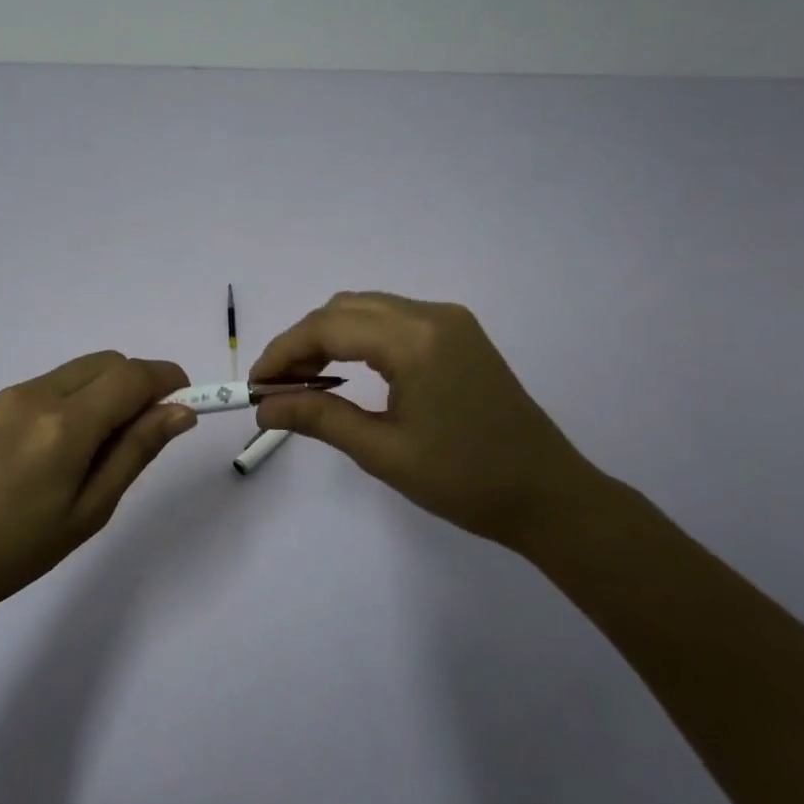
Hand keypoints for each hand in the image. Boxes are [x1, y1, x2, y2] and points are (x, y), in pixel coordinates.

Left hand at [0, 352, 195, 620]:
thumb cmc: (17, 550)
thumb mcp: (89, 510)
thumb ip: (136, 451)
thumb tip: (180, 411)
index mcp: (64, 424)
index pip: (132, 375)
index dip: (168, 379)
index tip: (188, 402)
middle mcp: (38, 394)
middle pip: (109, 362)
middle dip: (141, 383)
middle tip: (150, 431)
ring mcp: (13, 395)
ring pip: (82, 370)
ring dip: (111, 389)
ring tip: (109, 445)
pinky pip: (56, 383)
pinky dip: (82, 396)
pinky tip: (73, 444)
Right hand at [251, 292, 609, 548]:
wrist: (548, 495)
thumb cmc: (465, 481)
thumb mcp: (382, 452)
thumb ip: (318, 418)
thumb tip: (263, 408)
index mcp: (416, 340)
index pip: (328, 326)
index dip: (283, 351)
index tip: (255, 385)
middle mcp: (432, 315)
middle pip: (344, 308)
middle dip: (302, 341)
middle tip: (276, 387)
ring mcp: (450, 320)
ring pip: (367, 309)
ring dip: (329, 337)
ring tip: (304, 382)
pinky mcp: (459, 334)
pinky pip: (392, 320)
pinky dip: (359, 338)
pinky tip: (346, 371)